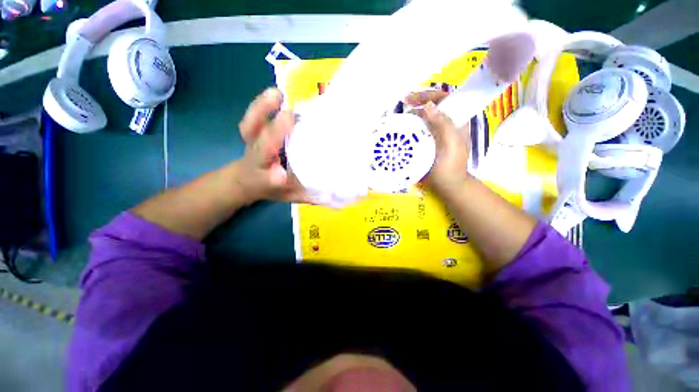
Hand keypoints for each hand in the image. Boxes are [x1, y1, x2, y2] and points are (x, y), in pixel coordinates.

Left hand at [235, 88, 311, 204]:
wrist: (245, 179)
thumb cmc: (271, 188)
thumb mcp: (291, 197)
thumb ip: (312, 197)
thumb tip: (337, 200)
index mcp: (265, 180)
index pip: (269, 181)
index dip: (274, 178)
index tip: (283, 175)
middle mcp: (257, 160)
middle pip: (260, 147)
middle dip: (273, 133)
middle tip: (291, 117)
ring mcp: (252, 143)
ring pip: (251, 127)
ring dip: (261, 110)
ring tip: (278, 95)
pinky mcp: (252, 132)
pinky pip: (253, 117)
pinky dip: (262, 104)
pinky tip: (277, 94)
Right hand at [405, 90, 471, 195]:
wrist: (447, 185)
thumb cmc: (452, 166)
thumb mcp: (451, 144)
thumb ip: (444, 124)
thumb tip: (428, 105)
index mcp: (455, 121)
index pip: (444, 99)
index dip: (429, 95)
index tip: (411, 99)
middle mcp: (444, 125)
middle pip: (431, 108)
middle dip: (417, 105)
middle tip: (402, 108)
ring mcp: (434, 135)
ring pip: (423, 120)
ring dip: (411, 118)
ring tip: (398, 120)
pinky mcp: (426, 145)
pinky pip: (417, 133)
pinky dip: (409, 130)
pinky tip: (400, 133)